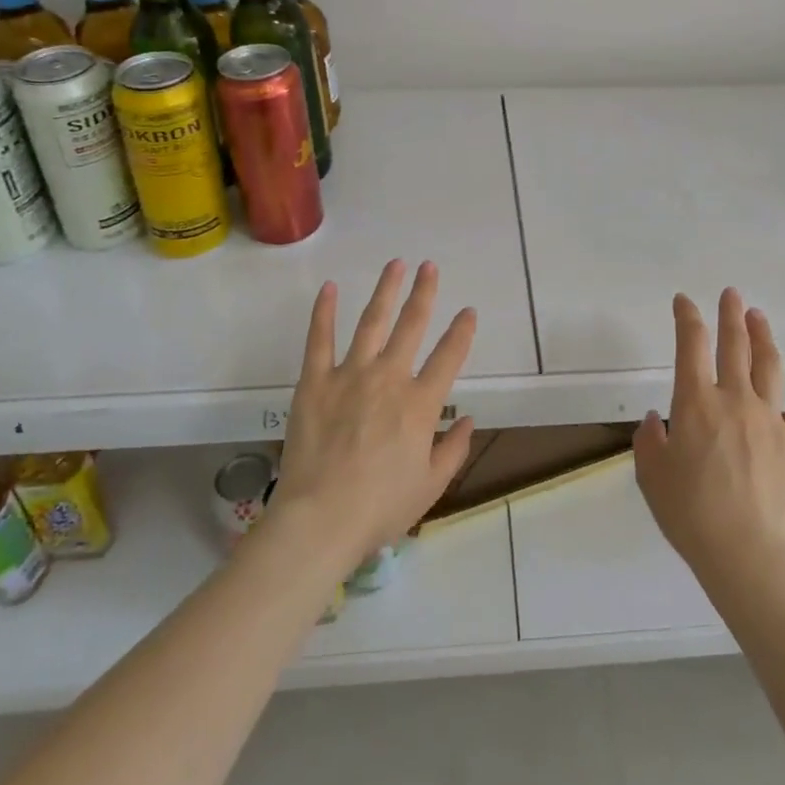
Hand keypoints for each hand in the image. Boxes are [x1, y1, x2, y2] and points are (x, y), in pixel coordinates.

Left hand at [268, 260, 477, 569]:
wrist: (320, 519)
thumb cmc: (379, 508)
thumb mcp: (429, 487)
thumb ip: (453, 450)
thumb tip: (469, 420)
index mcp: (420, 404)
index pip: (449, 357)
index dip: (462, 331)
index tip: (468, 311)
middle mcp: (390, 378)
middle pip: (412, 325)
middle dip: (424, 293)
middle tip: (430, 267)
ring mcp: (350, 375)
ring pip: (372, 322)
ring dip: (386, 291)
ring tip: (395, 264)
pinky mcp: (315, 381)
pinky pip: (320, 339)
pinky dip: (325, 312)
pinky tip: (330, 288)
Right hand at [634, 289, 784, 589]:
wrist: (745, 552)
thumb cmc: (690, 513)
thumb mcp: (651, 475)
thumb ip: (649, 441)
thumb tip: (656, 421)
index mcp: (695, 402)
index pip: (689, 345)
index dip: (686, 317)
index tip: (683, 301)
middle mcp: (734, 398)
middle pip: (733, 345)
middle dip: (730, 315)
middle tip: (730, 294)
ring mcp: (770, 417)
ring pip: (768, 364)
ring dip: (762, 335)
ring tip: (757, 315)